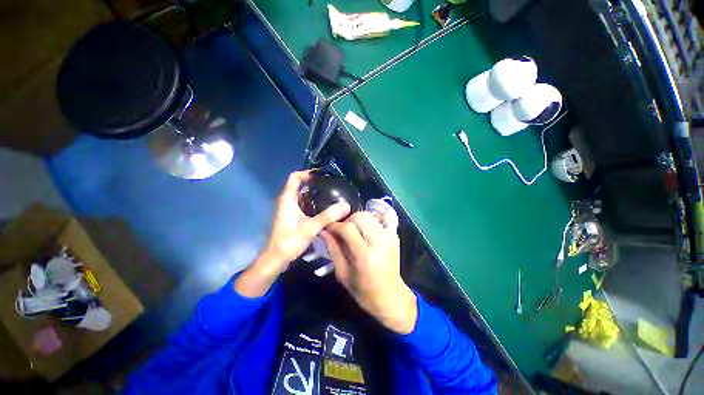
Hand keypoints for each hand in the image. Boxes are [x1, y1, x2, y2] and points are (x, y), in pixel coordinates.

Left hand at [235, 171, 349, 296]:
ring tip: (330, 194)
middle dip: (313, 183)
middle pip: (299, 185)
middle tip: (330, 184)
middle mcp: (286, 201)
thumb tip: (346, 205)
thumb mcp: (311, 227)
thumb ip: (328, 216)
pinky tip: (323, 208)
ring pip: (301, 195)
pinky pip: (302, 204)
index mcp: (287, 199)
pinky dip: (312, 202)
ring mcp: (288, 209)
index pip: (295, 177)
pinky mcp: (291, 217)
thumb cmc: (290, 240)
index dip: (307, 173)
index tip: (322, 175)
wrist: (276, 258)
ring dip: (313, 193)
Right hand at [321, 212, 416, 333]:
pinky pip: (385, 218)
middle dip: (347, 221)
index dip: (335, 226)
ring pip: (370, 215)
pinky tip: (368, 229)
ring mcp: (389, 237)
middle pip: (360, 217)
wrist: (391, 296)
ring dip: (358, 220)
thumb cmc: (364, 291)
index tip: (328, 229)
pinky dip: (374, 219)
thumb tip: (324, 232)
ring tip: (354, 231)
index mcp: (364, 254)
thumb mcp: (343, 274)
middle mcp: (379, 242)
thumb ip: (333, 250)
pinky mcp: (395, 236)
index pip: (347, 228)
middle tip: (342, 231)